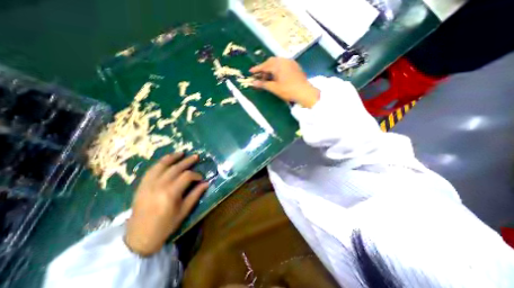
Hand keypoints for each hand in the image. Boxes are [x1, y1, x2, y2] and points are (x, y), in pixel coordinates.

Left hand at [125, 153, 208, 256]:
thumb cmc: (165, 226)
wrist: (138, 238)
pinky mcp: (141, 186)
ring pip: (161, 166)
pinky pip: (151, 170)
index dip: (196, 175)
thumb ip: (195, 195)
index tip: (201, 178)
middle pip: (175, 168)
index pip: (186, 176)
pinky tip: (166, 159)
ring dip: (172, 158)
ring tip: (181, 153)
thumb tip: (206, 183)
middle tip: (196, 157)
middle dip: (187, 161)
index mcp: (170, 193)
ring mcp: (148, 185)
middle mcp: (159, 185)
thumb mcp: (184, 211)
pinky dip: (160, 163)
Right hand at [251, 57, 319, 107]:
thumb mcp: (274, 88)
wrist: (304, 92)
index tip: (251, 71)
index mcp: (278, 65)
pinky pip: (283, 64)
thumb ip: (263, 84)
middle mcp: (284, 60)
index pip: (264, 65)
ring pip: (277, 62)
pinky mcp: (295, 66)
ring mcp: (290, 62)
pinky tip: (278, 76)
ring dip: (271, 68)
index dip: (257, 69)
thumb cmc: (288, 90)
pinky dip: (278, 68)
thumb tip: (253, 83)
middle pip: (271, 61)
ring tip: (269, 77)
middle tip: (261, 76)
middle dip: (264, 68)